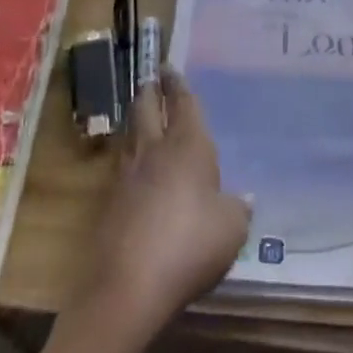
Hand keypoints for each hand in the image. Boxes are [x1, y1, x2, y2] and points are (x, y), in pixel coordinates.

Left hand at [78, 72, 251, 350]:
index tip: (169, 68)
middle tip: (152, 79)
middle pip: (147, 110)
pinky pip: (123, 164)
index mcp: (187, 147)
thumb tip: (242, 197)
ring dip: (137, 119)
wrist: (129, 285)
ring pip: (131, 134)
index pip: (183, 105)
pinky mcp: (110, 202)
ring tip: (143, 113)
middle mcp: (154, 152)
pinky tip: (136, 164)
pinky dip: (131, 153)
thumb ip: (237, 208)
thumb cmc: (191, 245)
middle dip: (151, 91)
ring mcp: (127, 176)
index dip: (178, 85)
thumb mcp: (231, 229)